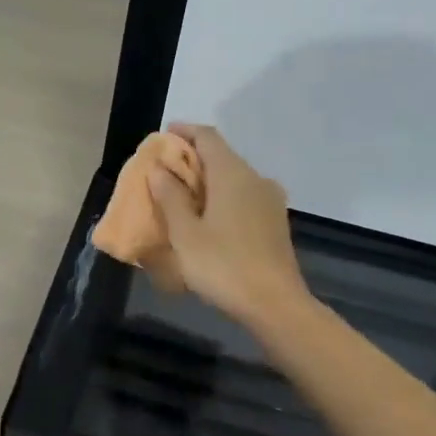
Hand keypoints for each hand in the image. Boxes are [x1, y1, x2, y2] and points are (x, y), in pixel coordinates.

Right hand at [150, 124, 310, 328]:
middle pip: (221, 156)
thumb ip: (170, 197)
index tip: (163, 136)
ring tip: (182, 196)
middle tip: (164, 171)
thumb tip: (159, 169)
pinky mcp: (275, 222)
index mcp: (232, 174)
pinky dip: (222, 196)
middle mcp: (255, 178)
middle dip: (192, 158)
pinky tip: (208, 218)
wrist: (275, 304)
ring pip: (234, 177)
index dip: (184, 132)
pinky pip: (244, 196)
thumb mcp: (185, 233)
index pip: (207, 136)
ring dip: (208, 180)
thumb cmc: (223, 265)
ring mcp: (270, 200)